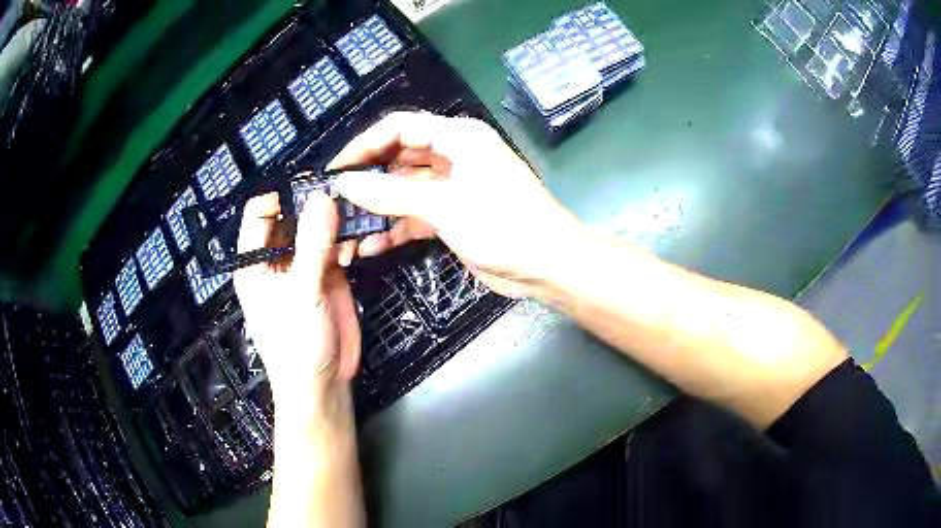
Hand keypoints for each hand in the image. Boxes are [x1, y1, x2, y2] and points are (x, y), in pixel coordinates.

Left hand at [234, 192, 360, 414]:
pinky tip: (361, 236)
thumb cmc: (297, 345)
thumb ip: (313, 245)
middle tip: (344, 188)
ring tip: (357, 208)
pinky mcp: (328, 275)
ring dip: (335, 219)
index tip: (313, 184)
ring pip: (316, 228)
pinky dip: (348, 238)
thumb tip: (322, 197)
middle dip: (314, 203)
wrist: (323, 385)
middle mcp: (276, 258)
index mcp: (254, 261)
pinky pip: (336, 246)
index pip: (260, 212)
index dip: (282, 195)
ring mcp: (303, 265)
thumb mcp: (302, 294)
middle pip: (291, 216)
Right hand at [329, 111, 583, 297]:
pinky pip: (416, 214)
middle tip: (336, 198)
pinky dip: (396, 228)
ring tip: (346, 225)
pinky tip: (371, 245)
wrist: (547, 266)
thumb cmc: (503, 225)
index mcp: (457, 138)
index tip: (337, 169)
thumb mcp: (444, 206)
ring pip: (405, 189)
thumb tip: (345, 184)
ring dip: (379, 207)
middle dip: (369, 177)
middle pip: (400, 157)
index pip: (400, 128)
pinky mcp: (453, 215)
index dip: (365, 144)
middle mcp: (454, 155)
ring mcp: (453, 187)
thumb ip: (391, 195)